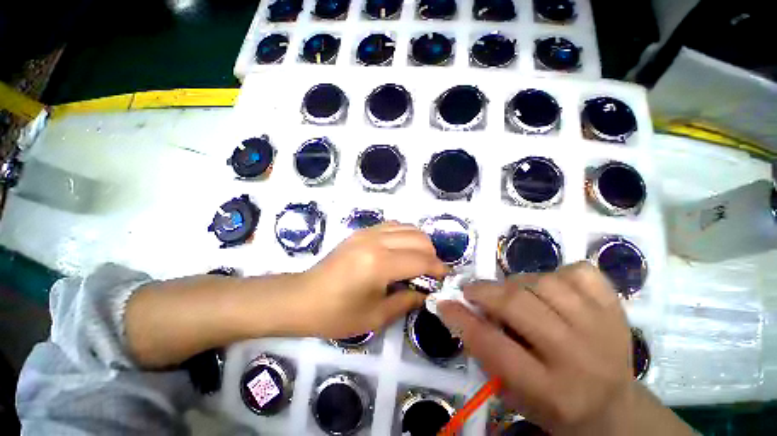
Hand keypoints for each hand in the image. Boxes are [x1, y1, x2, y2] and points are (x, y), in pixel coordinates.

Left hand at [295, 222, 446, 338]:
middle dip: (431, 255)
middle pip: (419, 238)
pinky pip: (393, 225)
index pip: (421, 260)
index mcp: (380, 264)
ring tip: (417, 260)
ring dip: (419, 242)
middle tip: (430, 273)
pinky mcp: (361, 230)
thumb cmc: (336, 314)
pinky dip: (404, 234)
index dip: (438, 269)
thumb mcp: (375, 316)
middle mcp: (376, 241)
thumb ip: (406, 301)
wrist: (302, 297)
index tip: (445, 278)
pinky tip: (401, 250)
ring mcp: (367, 232)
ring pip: (408, 227)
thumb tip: (426, 292)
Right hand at [438, 262, 633, 435]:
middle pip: (518, 306)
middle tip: (472, 293)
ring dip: (517, 284)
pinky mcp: (614, 305)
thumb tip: (458, 309)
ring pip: (543, 282)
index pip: (495, 347)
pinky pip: (577, 272)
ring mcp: (602, 326)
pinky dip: (557, 274)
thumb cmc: (553, 404)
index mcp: (551, 390)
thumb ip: (483, 351)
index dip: (462, 320)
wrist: (614, 406)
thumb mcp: (511, 392)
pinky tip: (552, 290)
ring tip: (513, 294)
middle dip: (485, 293)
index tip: (444, 303)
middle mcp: (579, 356)